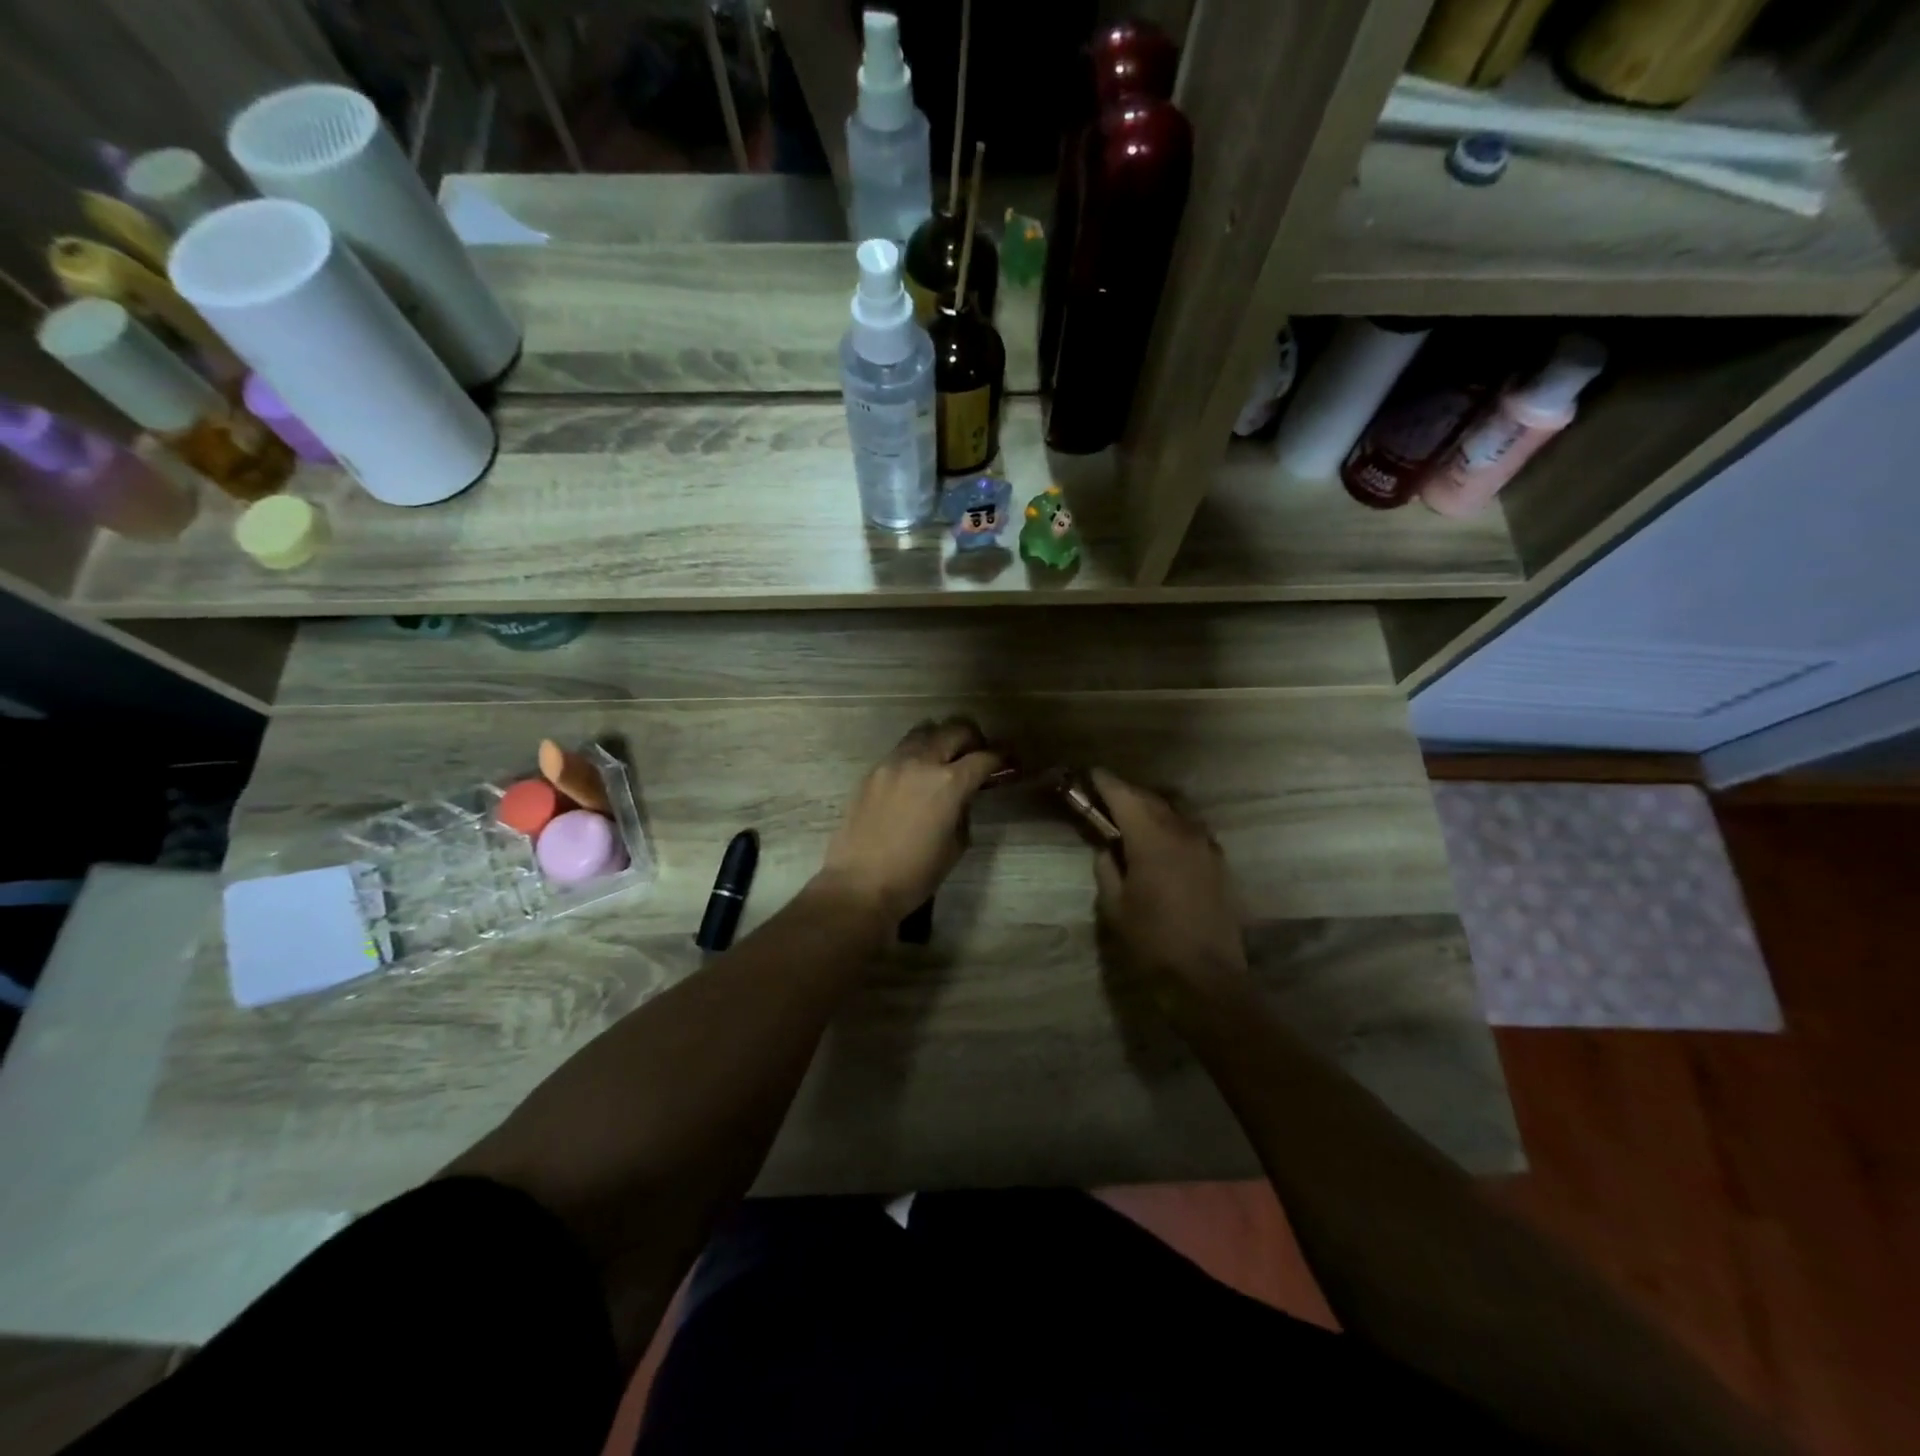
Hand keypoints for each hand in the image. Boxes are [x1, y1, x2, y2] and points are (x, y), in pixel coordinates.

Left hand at [814, 718, 1004, 926]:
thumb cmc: (916, 874)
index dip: (1002, 759)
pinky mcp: (872, 771)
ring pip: (925, 730)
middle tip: (977, 756)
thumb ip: (964, 809)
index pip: (984, 757)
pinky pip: (901, 749)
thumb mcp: (956, 844)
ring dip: (941, 739)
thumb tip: (964, 794)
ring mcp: (893, 762)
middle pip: (956, 729)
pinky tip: (916, 776)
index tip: (1009, 763)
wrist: (860, 884)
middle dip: (973, 740)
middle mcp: (922, 762)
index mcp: (950, 783)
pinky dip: (916, 754)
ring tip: (945, 760)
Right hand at [1090, 768, 1249, 1001]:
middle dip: (1127, 794)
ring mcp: (1206, 846)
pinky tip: (1162, 841)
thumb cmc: (1152, 942)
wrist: (1206, 977)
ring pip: (1175, 812)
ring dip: (1152, 808)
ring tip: (1133, 817)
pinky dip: (1172, 826)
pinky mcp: (1219, 862)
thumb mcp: (1115, 906)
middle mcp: (1182, 832)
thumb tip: (1107, 850)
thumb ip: (1107, 869)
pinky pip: (1191, 830)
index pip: (1125, 797)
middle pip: (1151, 799)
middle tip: (1106, 796)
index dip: (1106, 783)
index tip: (1092, 774)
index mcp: (1152, 840)